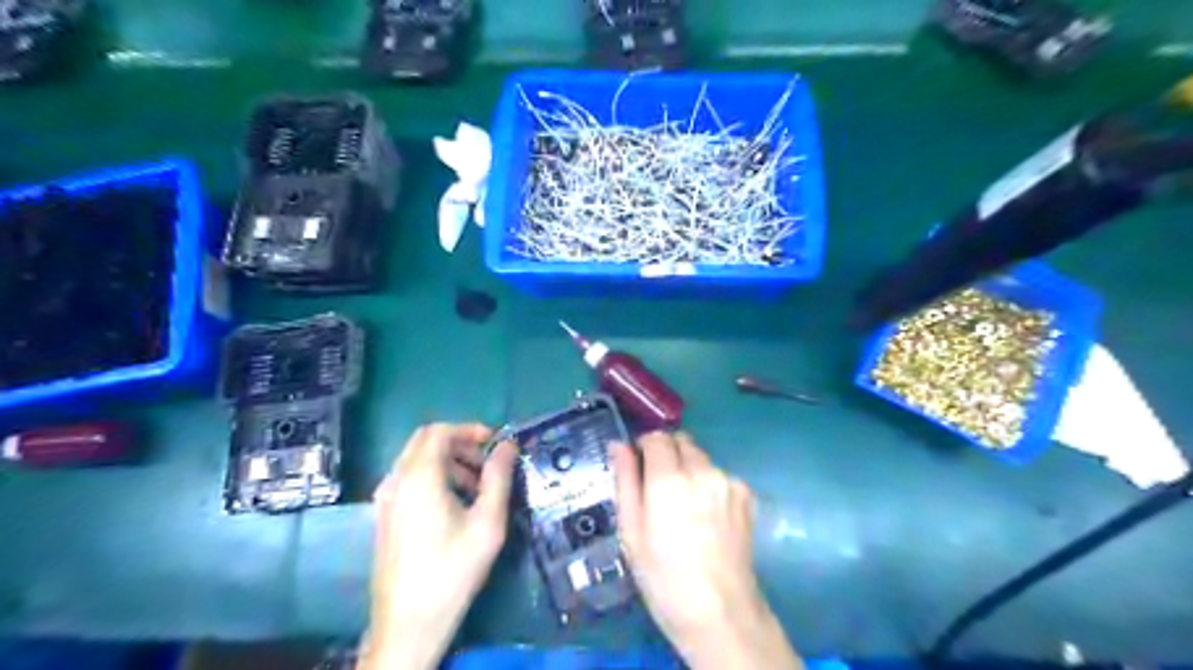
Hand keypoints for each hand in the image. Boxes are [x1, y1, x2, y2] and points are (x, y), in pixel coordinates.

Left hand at [358, 424, 516, 668]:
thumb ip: (499, 477)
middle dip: (460, 444)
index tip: (496, 444)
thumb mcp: (487, 522)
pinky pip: (409, 479)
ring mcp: (385, 499)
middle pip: (426, 441)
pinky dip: (434, 478)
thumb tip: (508, 445)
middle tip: (487, 464)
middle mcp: (396, 480)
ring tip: (477, 488)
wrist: (408, 623)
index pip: (440, 431)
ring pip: (417, 460)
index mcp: (419, 477)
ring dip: (448, 461)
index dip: (471, 429)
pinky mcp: (384, 516)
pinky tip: (454, 505)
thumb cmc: (453, 569)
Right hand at [615, 431, 800, 667]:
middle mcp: (702, 471)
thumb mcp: (631, 532)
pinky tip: (706, 516)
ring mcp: (728, 481)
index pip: (656, 437)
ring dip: (688, 468)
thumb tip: (618, 445)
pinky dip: (709, 484)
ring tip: (685, 507)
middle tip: (659, 488)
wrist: (720, 612)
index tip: (639, 466)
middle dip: (667, 454)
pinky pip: (719, 474)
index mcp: (668, 480)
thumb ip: (625, 481)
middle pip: (681, 441)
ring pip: (701, 457)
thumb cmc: (663, 577)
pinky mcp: (746, 494)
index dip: (644, 446)